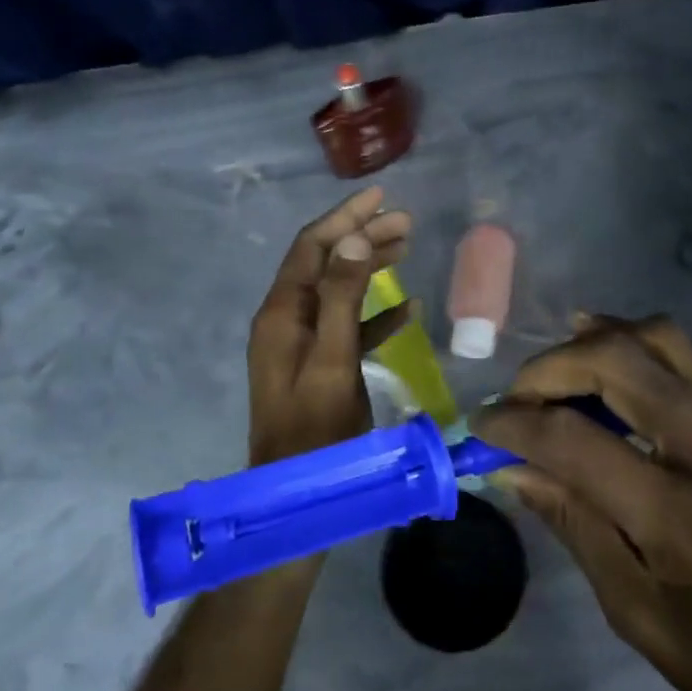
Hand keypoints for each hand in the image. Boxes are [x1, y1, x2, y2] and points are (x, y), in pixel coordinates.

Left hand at [247, 187, 414, 467]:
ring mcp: (303, 343)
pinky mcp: (321, 365)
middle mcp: (288, 319)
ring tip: (408, 247)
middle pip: (327, 262)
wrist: (298, 494)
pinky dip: (376, 312)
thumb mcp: (332, 359)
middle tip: (407, 221)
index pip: (312, 246)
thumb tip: (355, 237)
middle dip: (364, 236)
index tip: (382, 196)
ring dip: (371, 267)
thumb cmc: (315, 428)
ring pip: (340, 290)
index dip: (345, 217)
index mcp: (282, 312)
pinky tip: (407, 307)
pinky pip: (350, 326)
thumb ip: (342, 296)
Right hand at [472, 315, 691, 690]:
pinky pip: (688, 356)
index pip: (577, 441)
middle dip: (551, 368)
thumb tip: (512, 468)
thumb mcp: (635, 613)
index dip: (515, 424)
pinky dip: (636, 343)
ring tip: (557, 365)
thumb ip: (573, 524)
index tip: (479, 425)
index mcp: (679, 517)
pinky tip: (606, 359)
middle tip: (516, 397)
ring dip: (597, 339)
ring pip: (659, 339)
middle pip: (619, 363)